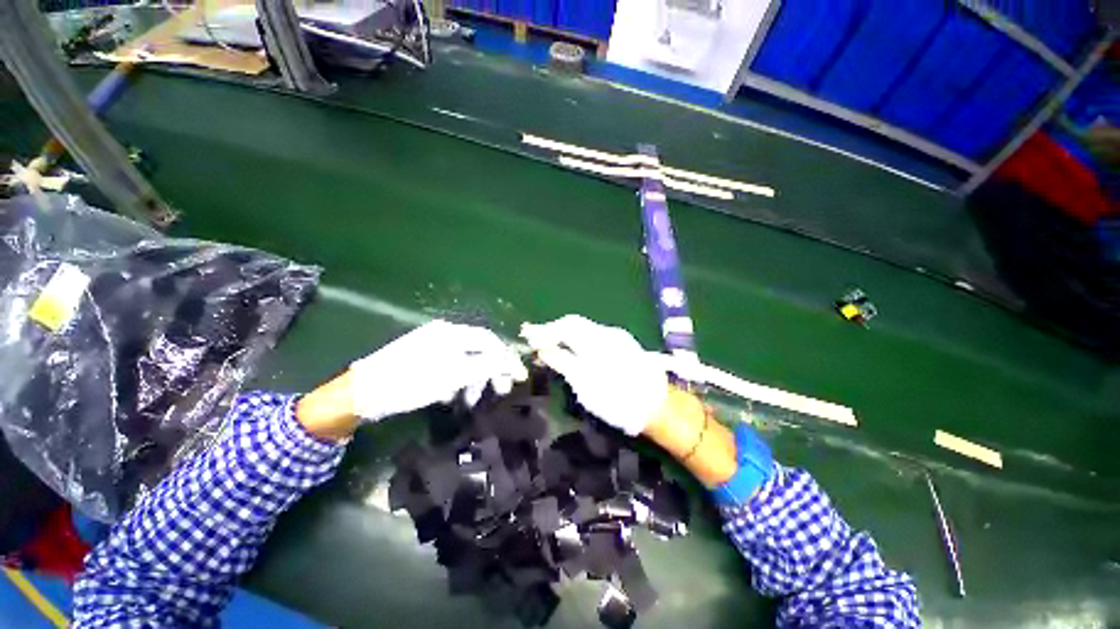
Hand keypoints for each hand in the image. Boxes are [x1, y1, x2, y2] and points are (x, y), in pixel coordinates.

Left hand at [351, 320, 527, 421]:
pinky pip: (450, 365)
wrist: (362, 392)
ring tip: (468, 400)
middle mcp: (445, 333)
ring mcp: (433, 344)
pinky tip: (450, 395)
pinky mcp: (423, 356)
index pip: (490, 341)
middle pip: (479, 350)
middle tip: (498, 392)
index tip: (518, 377)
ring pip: (465, 359)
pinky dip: (457, 380)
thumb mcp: (453, 376)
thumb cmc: (411, 382)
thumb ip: (485, 366)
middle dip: (490, 372)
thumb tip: (510, 362)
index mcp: (453, 333)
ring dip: (473, 379)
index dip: (506, 358)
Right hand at [520, 315, 667, 435]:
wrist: (658, 406)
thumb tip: (543, 351)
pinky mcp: (623, 343)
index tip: (529, 339)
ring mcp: (617, 336)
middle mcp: (606, 332)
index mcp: (595, 341)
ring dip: (566, 334)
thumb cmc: (617, 400)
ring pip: (584, 329)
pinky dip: (579, 339)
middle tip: (536, 340)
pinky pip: (594, 335)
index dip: (545, 331)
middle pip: (574, 323)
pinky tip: (573, 349)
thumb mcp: (585, 385)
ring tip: (551, 345)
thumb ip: (563, 363)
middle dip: (553, 330)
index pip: (564, 326)